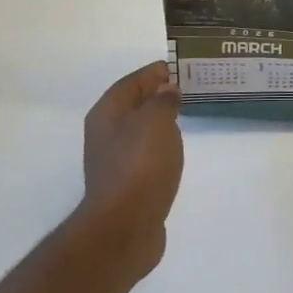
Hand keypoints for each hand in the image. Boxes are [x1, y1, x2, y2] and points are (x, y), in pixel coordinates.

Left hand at [76, 62, 183, 267]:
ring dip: (159, 121)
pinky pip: (146, 154)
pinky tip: (175, 150)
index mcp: (107, 114)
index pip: (131, 83)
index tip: (179, 67)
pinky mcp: (127, 185)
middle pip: (133, 106)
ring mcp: (115, 162)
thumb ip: (163, 101)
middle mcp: (106, 135)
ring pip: (140, 131)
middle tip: (187, 89)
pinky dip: (161, 146)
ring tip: (185, 116)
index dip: (153, 73)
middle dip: (157, 96)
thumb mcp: (156, 122)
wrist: (125, 226)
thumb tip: (167, 91)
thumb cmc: (140, 165)